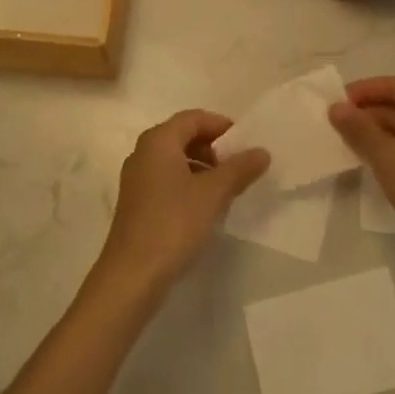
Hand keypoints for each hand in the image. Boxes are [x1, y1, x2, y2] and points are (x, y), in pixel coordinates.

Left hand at [94, 110, 270, 295]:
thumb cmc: (173, 223)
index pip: (193, 118)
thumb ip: (239, 169)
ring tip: (226, 189)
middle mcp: (143, 152)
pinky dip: (188, 184)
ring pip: (175, 160)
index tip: (245, 144)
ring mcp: (137, 179)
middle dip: (213, 148)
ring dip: (202, 168)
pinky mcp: (136, 203)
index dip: (221, 126)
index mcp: (158, 140)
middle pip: (183, 136)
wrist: (132, 275)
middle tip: (238, 167)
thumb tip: (262, 151)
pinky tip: (205, 208)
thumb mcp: (213, 194)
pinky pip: (167, 180)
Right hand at [330, 77, 394, 277]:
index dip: (367, 88)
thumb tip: (336, 107)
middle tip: (336, 121)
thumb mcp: (386, 155)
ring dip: (371, 130)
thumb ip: (359, 128)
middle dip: (366, 110)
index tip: (340, 100)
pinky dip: (381, 148)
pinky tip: (364, 159)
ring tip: (343, 139)